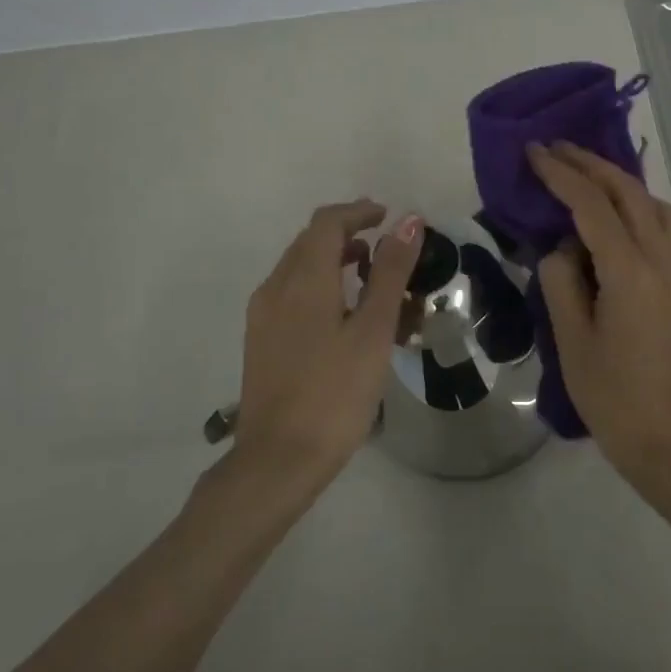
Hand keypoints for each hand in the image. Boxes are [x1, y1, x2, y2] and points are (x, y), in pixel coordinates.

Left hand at [236, 201, 422, 481]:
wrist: (279, 459)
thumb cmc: (335, 392)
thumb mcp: (373, 330)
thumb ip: (390, 272)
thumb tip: (409, 222)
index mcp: (302, 279)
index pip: (327, 223)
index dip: (358, 212)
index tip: (389, 216)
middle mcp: (275, 287)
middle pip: (310, 242)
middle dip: (348, 234)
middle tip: (387, 246)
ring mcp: (263, 316)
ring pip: (299, 269)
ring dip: (334, 260)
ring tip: (372, 277)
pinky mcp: (261, 340)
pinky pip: (292, 294)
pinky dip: (321, 286)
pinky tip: (345, 314)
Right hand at [527, 143, 670, 486]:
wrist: (663, 435)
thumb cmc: (609, 394)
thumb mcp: (569, 337)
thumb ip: (561, 280)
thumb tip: (562, 247)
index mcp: (629, 272)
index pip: (592, 205)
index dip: (561, 174)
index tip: (533, 151)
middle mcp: (661, 260)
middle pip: (628, 192)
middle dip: (590, 164)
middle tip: (554, 147)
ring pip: (653, 203)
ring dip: (618, 180)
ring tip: (584, 173)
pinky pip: (664, 224)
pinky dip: (638, 204)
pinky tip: (616, 213)